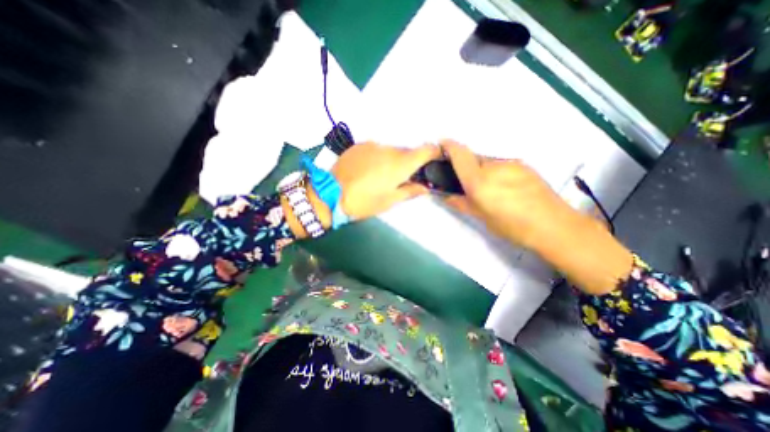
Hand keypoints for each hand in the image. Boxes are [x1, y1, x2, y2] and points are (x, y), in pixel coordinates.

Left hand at [335, 143, 441, 219]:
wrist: (330, 194)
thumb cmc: (364, 202)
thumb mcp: (389, 201)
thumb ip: (410, 191)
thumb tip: (425, 187)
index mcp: (400, 164)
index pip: (426, 149)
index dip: (434, 152)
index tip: (435, 159)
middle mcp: (389, 149)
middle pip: (408, 151)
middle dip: (410, 162)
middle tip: (404, 176)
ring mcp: (373, 144)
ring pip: (392, 149)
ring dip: (393, 159)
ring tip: (383, 175)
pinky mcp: (360, 145)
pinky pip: (377, 148)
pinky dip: (379, 156)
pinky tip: (370, 169)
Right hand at [443, 141, 634, 294]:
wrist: (554, 225)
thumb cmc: (512, 226)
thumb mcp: (481, 217)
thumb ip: (460, 202)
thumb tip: (445, 195)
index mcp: (479, 180)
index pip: (460, 155)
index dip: (449, 146)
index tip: (442, 144)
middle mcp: (493, 166)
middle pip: (473, 158)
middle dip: (466, 167)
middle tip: (469, 184)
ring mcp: (511, 163)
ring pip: (488, 162)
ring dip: (482, 171)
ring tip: (491, 190)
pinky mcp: (523, 165)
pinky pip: (501, 165)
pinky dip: (496, 172)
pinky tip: (505, 188)